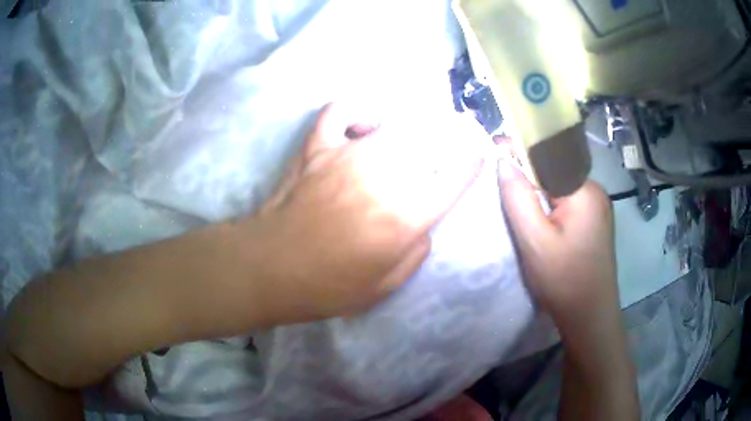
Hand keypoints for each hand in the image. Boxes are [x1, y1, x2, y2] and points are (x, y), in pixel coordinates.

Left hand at [240, 103, 483, 324]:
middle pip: (430, 140)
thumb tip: (424, 220)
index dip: (472, 161)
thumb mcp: (388, 285)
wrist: (271, 268)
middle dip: (447, 138)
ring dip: (413, 127)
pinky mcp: (318, 146)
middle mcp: (383, 175)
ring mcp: (347, 154)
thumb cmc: (329, 286)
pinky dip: (355, 110)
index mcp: (405, 215)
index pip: (456, 175)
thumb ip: (418, 249)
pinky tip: (364, 123)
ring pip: (395, 123)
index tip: (478, 155)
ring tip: (415, 137)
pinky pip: (340, 111)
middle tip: (448, 144)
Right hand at [497, 159, 617, 327]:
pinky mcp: (595, 221)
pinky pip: (567, 201)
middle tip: (501, 183)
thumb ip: (518, 198)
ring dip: (538, 190)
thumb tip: (503, 160)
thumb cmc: (563, 280)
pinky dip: (549, 204)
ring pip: (560, 186)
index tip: (495, 148)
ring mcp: (597, 207)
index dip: (519, 151)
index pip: (547, 157)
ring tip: (517, 201)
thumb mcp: (535, 240)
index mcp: (584, 190)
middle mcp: (594, 191)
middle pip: (554, 170)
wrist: (589, 315)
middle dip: (527, 173)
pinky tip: (538, 219)